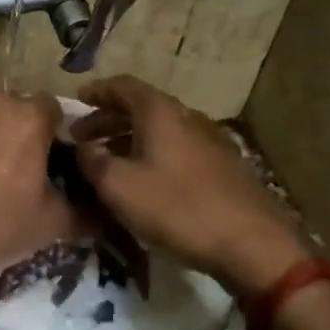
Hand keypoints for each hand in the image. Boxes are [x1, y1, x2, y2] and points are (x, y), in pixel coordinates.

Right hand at [73, 76, 307, 293]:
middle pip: (141, 107)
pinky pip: (177, 148)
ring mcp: (209, 140)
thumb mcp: (119, 186)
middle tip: (83, 138)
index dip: (97, 91)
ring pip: (160, 129)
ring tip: (108, 161)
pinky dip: (153, 154)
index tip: (77, 101)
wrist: (252, 243)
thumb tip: (82, 147)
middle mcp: (186, 116)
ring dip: (129, 139)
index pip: (123, 86)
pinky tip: (145, 180)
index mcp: (160, 112)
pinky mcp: (223, 166)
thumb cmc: (177, 207)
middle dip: (108, 119)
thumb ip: (92, 161)